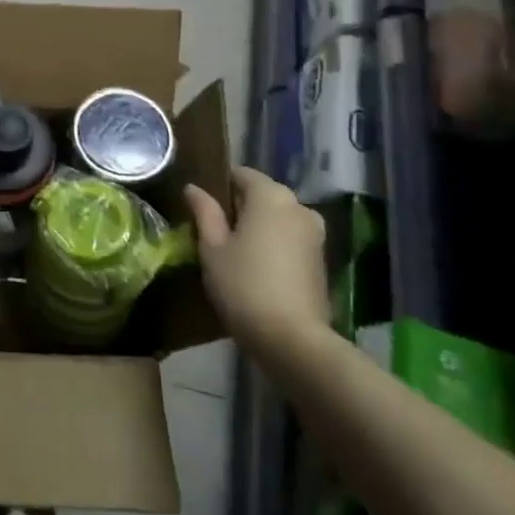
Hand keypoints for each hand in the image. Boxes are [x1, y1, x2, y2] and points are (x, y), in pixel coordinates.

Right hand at [184, 166, 328, 356]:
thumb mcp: (212, 248)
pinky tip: (256, 266)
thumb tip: (193, 188)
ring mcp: (315, 234)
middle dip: (239, 206)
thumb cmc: (244, 285)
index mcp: (271, 195)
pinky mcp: (321, 260)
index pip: (241, 174)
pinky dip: (273, 244)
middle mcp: (299, 206)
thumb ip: (204, 212)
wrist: (293, 340)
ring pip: (278, 218)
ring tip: (233, 250)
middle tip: (212, 230)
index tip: (201, 204)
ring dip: (258, 227)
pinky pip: (290, 238)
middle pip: (262, 194)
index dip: (219, 184)